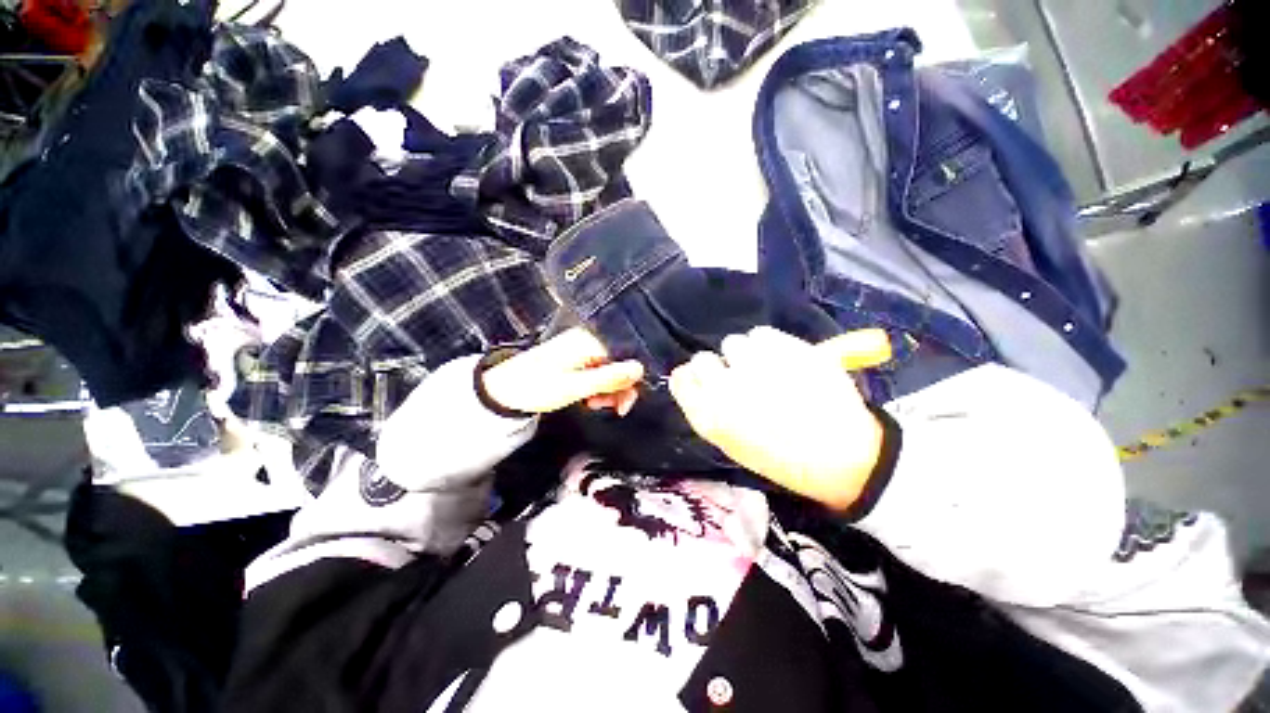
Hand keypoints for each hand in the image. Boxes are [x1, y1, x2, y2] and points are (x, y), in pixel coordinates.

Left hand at [481, 327, 643, 414]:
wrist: (504, 392)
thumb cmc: (537, 387)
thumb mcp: (577, 387)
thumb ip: (611, 378)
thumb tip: (640, 369)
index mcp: (589, 341)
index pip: (625, 358)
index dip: (630, 383)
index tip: (624, 404)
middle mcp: (587, 340)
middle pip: (618, 364)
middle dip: (617, 388)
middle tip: (612, 409)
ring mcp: (580, 349)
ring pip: (608, 370)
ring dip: (607, 390)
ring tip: (593, 404)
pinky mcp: (574, 358)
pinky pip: (596, 371)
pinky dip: (596, 386)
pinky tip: (588, 397)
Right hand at [668, 327, 890, 510]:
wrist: (843, 456)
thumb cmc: (782, 457)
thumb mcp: (731, 443)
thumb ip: (706, 408)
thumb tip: (692, 377)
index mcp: (710, 417)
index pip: (681, 378)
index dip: (693, 378)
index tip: (705, 382)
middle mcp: (725, 388)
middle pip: (702, 358)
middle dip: (718, 366)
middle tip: (741, 379)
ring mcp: (757, 366)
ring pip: (733, 342)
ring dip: (744, 355)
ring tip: (767, 371)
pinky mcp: (787, 349)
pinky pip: (761, 333)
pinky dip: (768, 344)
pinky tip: (783, 361)